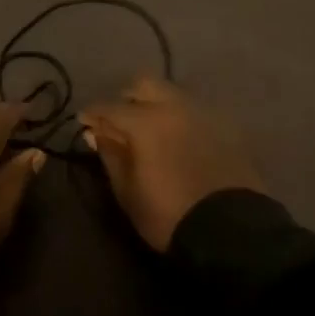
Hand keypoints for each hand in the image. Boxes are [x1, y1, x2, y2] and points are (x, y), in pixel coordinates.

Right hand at [79, 77, 262, 251]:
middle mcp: (175, 107)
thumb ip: (110, 155)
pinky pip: (196, 111)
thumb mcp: (127, 191)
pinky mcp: (227, 128)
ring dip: (157, 105)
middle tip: (120, 121)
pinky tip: (178, 139)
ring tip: (151, 130)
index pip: (110, 107)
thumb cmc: (168, 214)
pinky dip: (181, 118)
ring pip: (173, 94)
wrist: (230, 231)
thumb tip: (96, 133)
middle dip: (128, 98)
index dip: (93, 114)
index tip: (84, 122)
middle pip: (145, 84)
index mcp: (146, 121)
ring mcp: (204, 114)